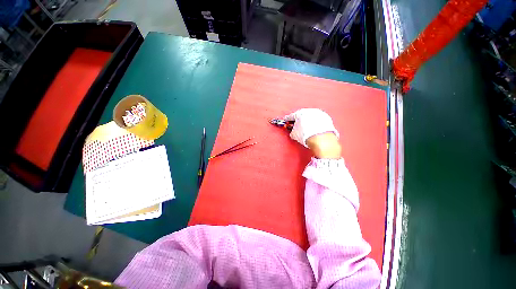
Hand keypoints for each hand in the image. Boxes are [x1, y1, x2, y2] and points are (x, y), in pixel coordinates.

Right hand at [284, 109, 340, 158]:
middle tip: (296, 126)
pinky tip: (314, 129)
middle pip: (301, 115)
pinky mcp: (326, 118)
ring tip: (306, 129)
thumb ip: (292, 131)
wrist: (320, 138)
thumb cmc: (305, 135)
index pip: (291, 116)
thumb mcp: (294, 135)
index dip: (287, 119)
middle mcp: (309, 111)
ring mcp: (319, 113)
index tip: (286, 121)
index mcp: (299, 113)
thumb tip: (293, 132)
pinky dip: (315, 123)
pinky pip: (318, 120)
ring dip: (308, 121)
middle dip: (298, 120)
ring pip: (310, 117)